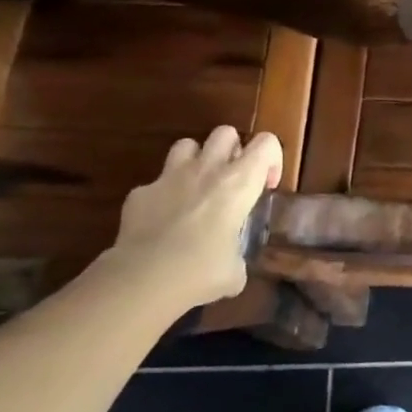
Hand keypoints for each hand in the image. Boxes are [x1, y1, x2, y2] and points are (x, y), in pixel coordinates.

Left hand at [111, 127, 282, 308]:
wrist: (144, 279)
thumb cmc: (201, 271)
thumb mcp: (234, 271)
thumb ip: (237, 258)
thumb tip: (232, 267)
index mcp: (239, 182)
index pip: (266, 143)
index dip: (271, 159)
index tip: (266, 185)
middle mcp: (207, 169)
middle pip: (225, 132)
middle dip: (231, 150)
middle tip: (231, 180)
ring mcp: (170, 176)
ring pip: (187, 145)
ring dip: (195, 161)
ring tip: (195, 188)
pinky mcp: (140, 192)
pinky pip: (154, 184)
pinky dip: (161, 197)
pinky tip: (160, 222)